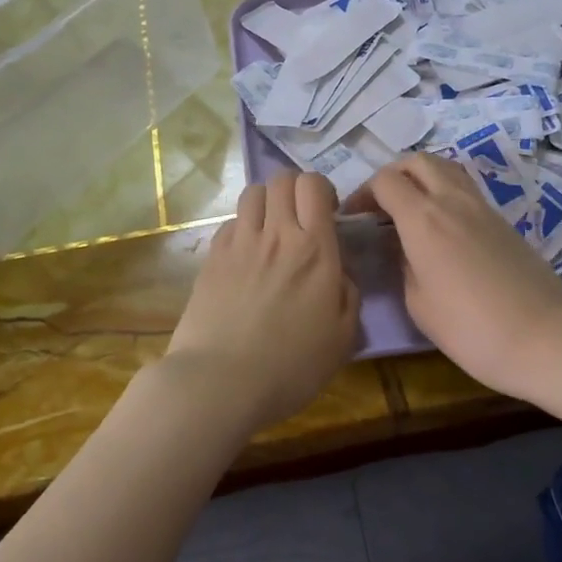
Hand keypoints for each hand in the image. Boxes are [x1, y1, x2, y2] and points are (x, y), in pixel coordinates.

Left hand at [163, 172, 361, 432]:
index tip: (328, 213)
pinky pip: (230, 222)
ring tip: (271, 229)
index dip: (322, 190)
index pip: (313, 185)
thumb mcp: (343, 338)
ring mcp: (240, 243)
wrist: (221, 382)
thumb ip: (348, 294)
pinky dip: (242, 228)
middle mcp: (277, 234)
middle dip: (295, 189)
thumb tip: (339, 271)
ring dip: (267, 202)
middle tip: (300, 218)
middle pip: (282, 179)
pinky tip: (246, 254)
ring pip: (253, 193)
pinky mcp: (212, 257)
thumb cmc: (291, 366)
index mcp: (314, 249)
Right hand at [348, 154, 561, 402]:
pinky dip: (445, 192)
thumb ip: (404, 264)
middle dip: (393, 174)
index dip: (364, 193)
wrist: (545, 338)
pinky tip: (442, 225)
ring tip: (412, 208)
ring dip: (422, 177)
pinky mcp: (503, 220)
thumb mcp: (419, 304)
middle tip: (382, 204)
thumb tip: (404, 247)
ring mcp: (483, 207)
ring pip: (446, 168)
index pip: (385, 181)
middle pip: (417, 161)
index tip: (355, 217)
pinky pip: (466, 189)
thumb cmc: (471, 329)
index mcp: (423, 218)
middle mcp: (452, 200)